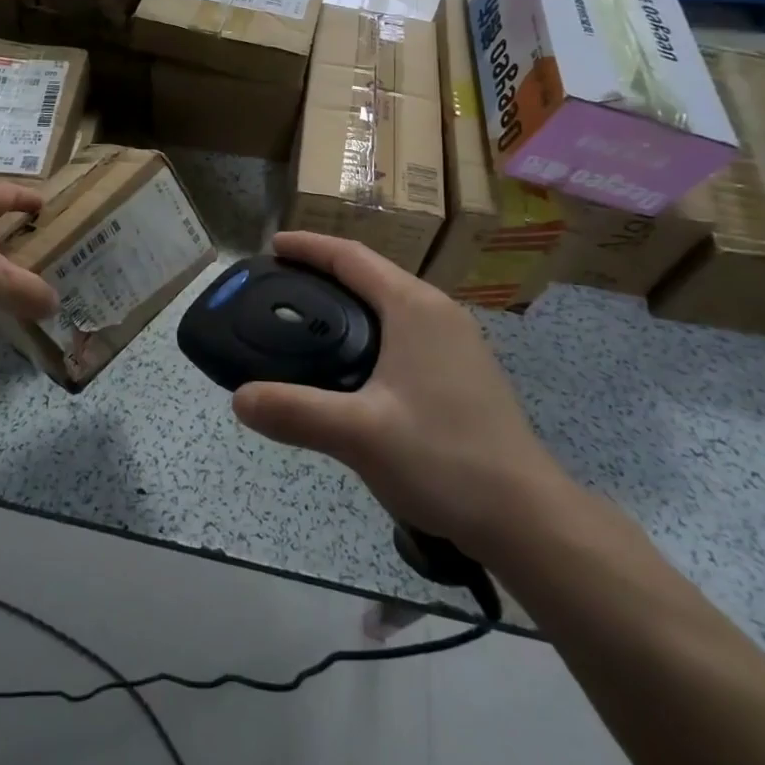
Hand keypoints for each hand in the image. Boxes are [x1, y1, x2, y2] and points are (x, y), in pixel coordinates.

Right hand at [231, 232, 575, 557]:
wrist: (526, 517)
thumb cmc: (444, 459)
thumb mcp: (359, 434)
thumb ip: (294, 411)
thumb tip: (239, 398)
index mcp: (414, 307)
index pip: (352, 257)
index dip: (309, 247)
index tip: (271, 246)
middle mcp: (437, 312)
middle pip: (371, 274)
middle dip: (323, 272)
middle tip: (277, 285)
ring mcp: (455, 342)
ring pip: (388, 304)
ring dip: (346, 302)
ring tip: (304, 320)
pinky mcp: (461, 371)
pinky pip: (402, 330)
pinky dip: (367, 329)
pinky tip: (348, 364)